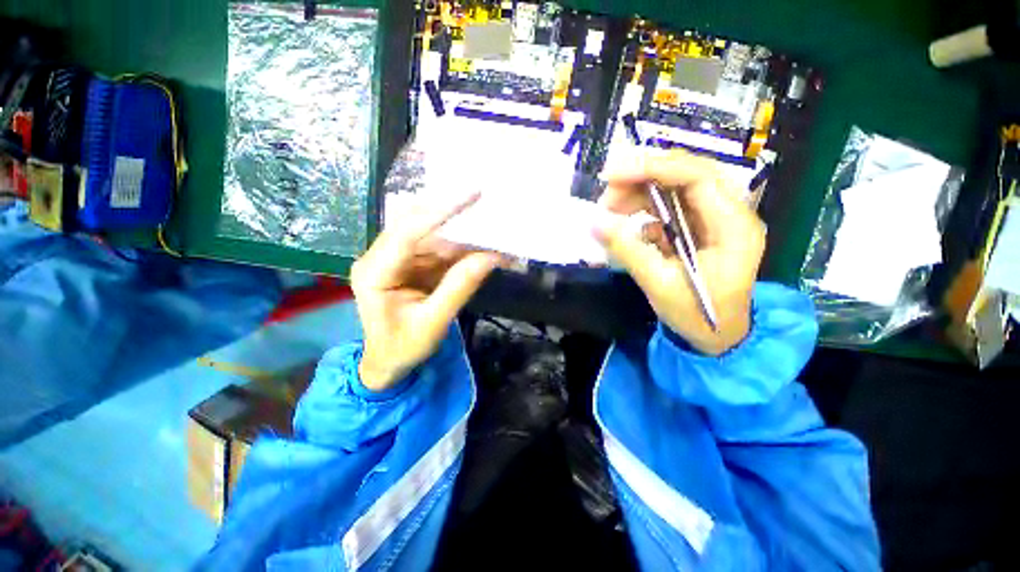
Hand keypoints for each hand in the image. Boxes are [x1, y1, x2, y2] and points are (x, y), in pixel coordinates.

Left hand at [352, 193, 502, 391]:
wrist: (388, 362)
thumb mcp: (433, 323)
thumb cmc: (403, 348)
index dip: (440, 211)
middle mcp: (382, 257)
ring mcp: (399, 259)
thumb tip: (489, 257)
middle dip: (456, 218)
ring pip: (435, 236)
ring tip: (494, 234)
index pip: (407, 232)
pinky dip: (464, 250)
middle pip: (420, 226)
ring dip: (465, 236)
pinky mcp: (414, 264)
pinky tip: (484, 250)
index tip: (471, 194)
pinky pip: (441, 250)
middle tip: (487, 204)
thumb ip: (458, 288)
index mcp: (375, 272)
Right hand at [594, 150, 766, 355]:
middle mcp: (730, 213)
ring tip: (610, 210)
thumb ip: (628, 250)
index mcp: (733, 227)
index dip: (654, 167)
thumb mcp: (659, 285)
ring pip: (675, 187)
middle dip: (643, 177)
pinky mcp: (700, 227)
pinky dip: (645, 209)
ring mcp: (715, 219)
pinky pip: (670, 206)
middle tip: (607, 194)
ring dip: (640, 193)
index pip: (698, 177)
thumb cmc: (696, 316)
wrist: (717, 337)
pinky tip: (631, 227)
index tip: (613, 173)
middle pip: (687, 174)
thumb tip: (594, 222)